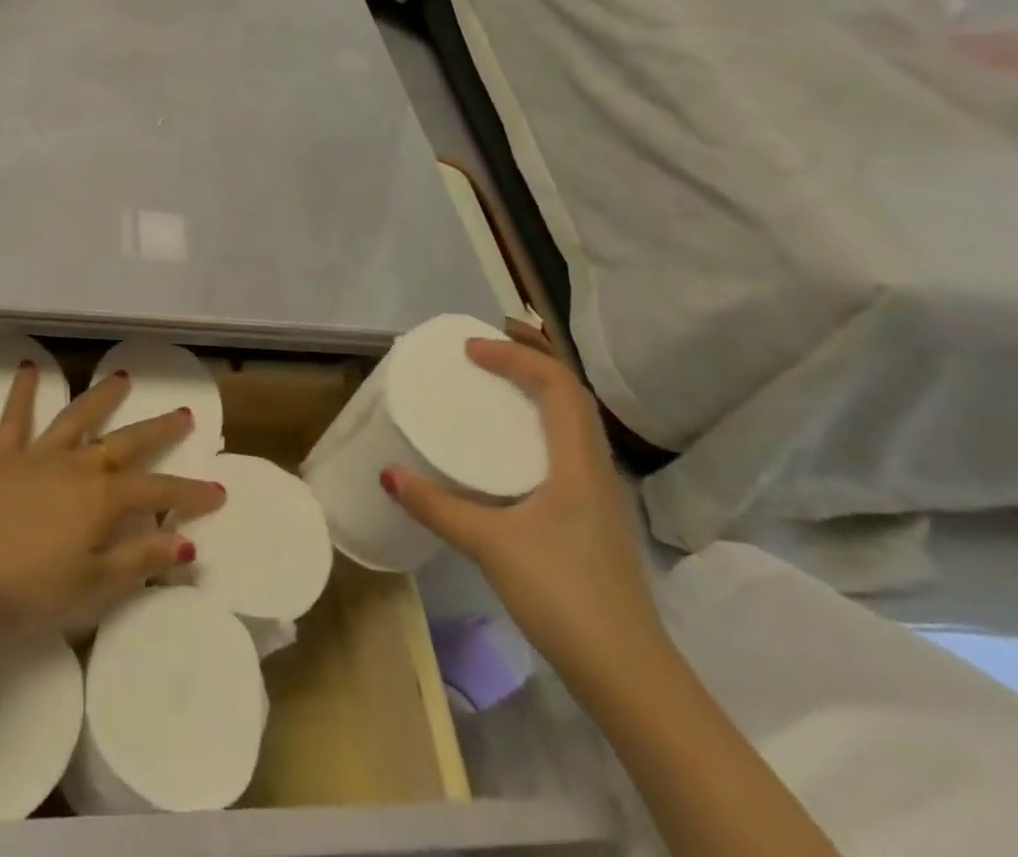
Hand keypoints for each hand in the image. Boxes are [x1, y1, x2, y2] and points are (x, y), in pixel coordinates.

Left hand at [0, 364, 225, 635]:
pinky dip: (22, 391)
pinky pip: (15, 417)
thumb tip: (187, 544)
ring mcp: (39, 456)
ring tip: (123, 377)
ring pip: (78, 417)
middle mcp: (78, 466)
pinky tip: (28, 366)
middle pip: (127, 442)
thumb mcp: (95, 584)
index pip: (158, 491)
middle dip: (159, 430)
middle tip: (183, 413)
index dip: (189, 493)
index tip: (217, 491)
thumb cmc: (32, 590)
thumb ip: (141, 559)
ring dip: (102, 396)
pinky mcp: (2, 456)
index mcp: (103, 499)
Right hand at [382, 335, 666, 677]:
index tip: (469, 349)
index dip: (516, 355)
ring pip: (575, 420)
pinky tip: (512, 445)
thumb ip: (437, 506)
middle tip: (487, 343)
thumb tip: (388, 473)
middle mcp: (595, 466)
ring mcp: (600, 493)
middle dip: (532, 358)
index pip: (557, 384)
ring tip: (497, 380)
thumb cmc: (564, 594)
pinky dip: (541, 422)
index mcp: (579, 462)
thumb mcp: (491, 545)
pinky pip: (568, 446)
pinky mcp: (594, 516)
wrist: (629, 673)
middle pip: (572, 393)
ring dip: (540, 388)